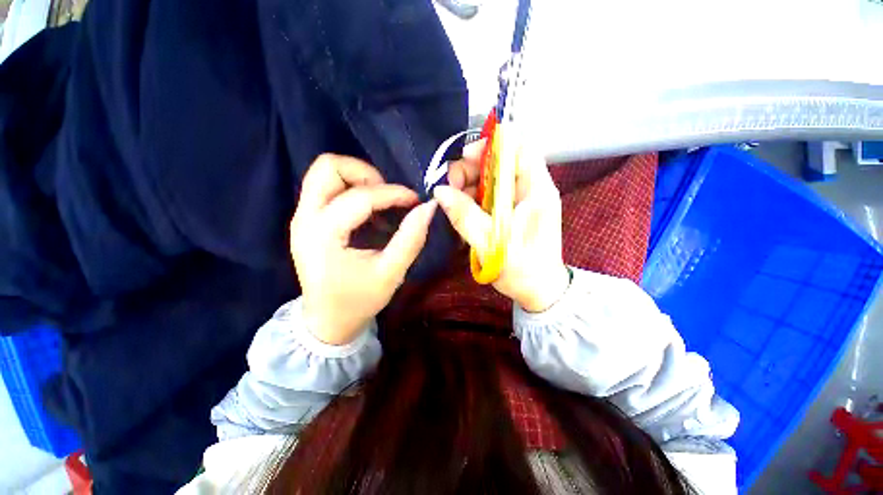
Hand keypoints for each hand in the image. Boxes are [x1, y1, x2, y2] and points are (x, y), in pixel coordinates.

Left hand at [290, 154, 436, 344]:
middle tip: (388, 196)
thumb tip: (428, 207)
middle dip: (365, 174)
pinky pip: (327, 187)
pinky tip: (369, 212)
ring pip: (325, 173)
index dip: (394, 193)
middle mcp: (305, 218)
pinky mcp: (306, 220)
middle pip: (328, 167)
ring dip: (357, 179)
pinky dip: (352, 189)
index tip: (416, 200)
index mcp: (323, 235)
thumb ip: (411, 238)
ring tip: (380, 201)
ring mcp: (301, 217)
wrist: (327, 321)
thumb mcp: (391, 273)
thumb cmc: (359, 301)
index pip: (361, 197)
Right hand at [435, 141, 568, 311]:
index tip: (466, 158)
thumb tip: (440, 191)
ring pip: (493, 178)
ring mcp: (521, 200)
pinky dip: (475, 198)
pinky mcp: (512, 211)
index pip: (519, 146)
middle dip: (472, 168)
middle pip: (501, 161)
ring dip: (470, 185)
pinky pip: (491, 195)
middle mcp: (531, 188)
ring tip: (453, 201)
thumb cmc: (522, 269)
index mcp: (536, 189)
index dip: (492, 144)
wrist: (539, 291)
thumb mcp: (490, 243)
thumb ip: (464, 215)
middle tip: (451, 187)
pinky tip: (463, 210)